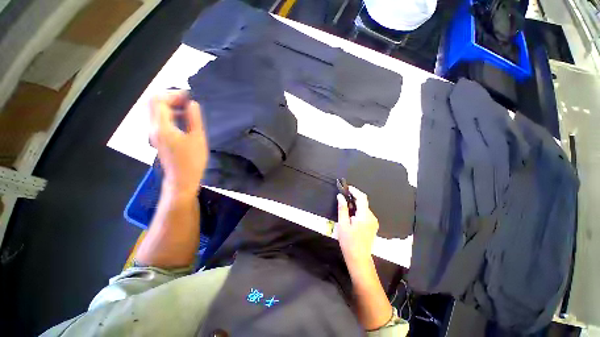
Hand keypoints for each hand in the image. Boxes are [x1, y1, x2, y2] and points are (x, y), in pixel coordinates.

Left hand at [149, 91, 207, 197]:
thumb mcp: (197, 138)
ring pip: (157, 111)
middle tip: (189, 101)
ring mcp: (155, 133)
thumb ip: (194, 118)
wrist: (182, 179)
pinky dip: (172, 115)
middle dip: (171, 98)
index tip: (190, 97)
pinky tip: (185, 120)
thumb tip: (192, 103)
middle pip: (154, 103)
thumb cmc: (192, 160)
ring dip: (172, 106)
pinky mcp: (159, 138)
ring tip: (190, 109)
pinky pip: (162, 120)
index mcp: (161, 127)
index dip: (173, 94)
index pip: (158, 100)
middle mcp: (154, 128)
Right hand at [337, 186, 378, 268]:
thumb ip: (342, 208)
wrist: (358, 258)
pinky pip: (366, 213)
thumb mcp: (343, 224)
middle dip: (354, 197)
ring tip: (346, 207)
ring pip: (364, 207)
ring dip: (356, 204)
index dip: (354, 190)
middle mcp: (372, 217)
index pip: (362, 197)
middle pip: (364, 202)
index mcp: (365, 216)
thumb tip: (340, 196)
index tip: (347, 188)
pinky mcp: (373, 225)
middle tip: (343, 197)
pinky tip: (351, 215)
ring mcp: (374, 222)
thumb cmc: (348, 241)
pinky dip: (358, 210)